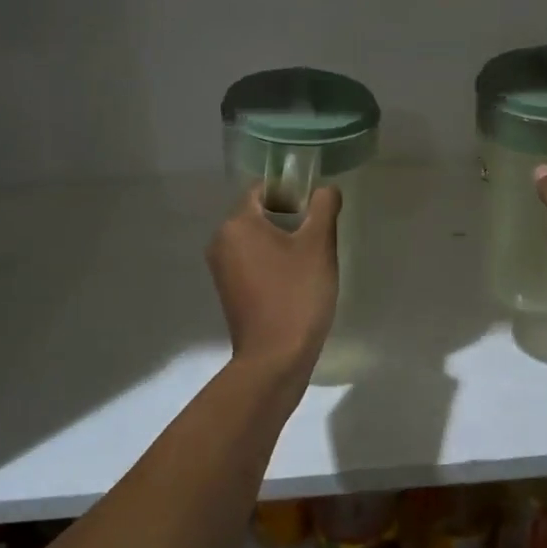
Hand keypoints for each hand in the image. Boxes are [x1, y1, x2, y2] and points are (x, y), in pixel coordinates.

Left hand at [206, 183, 340, 377]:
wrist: (275, 358)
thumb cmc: (297, 295)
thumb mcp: (319, 245)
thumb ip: (323, 207)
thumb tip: (325, 189)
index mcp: (237, 223)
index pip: (263, 189)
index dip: (291, 192)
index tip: (315, 211)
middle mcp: (221, 240)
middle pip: (258, 213)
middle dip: (289, 219)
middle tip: (318, 238)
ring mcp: (221, 268)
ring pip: (256, 239)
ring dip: (282, 242)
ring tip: (309, 262)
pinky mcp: (228, 291)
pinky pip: (251, 262)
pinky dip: (271, 263)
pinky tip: (294, 282)